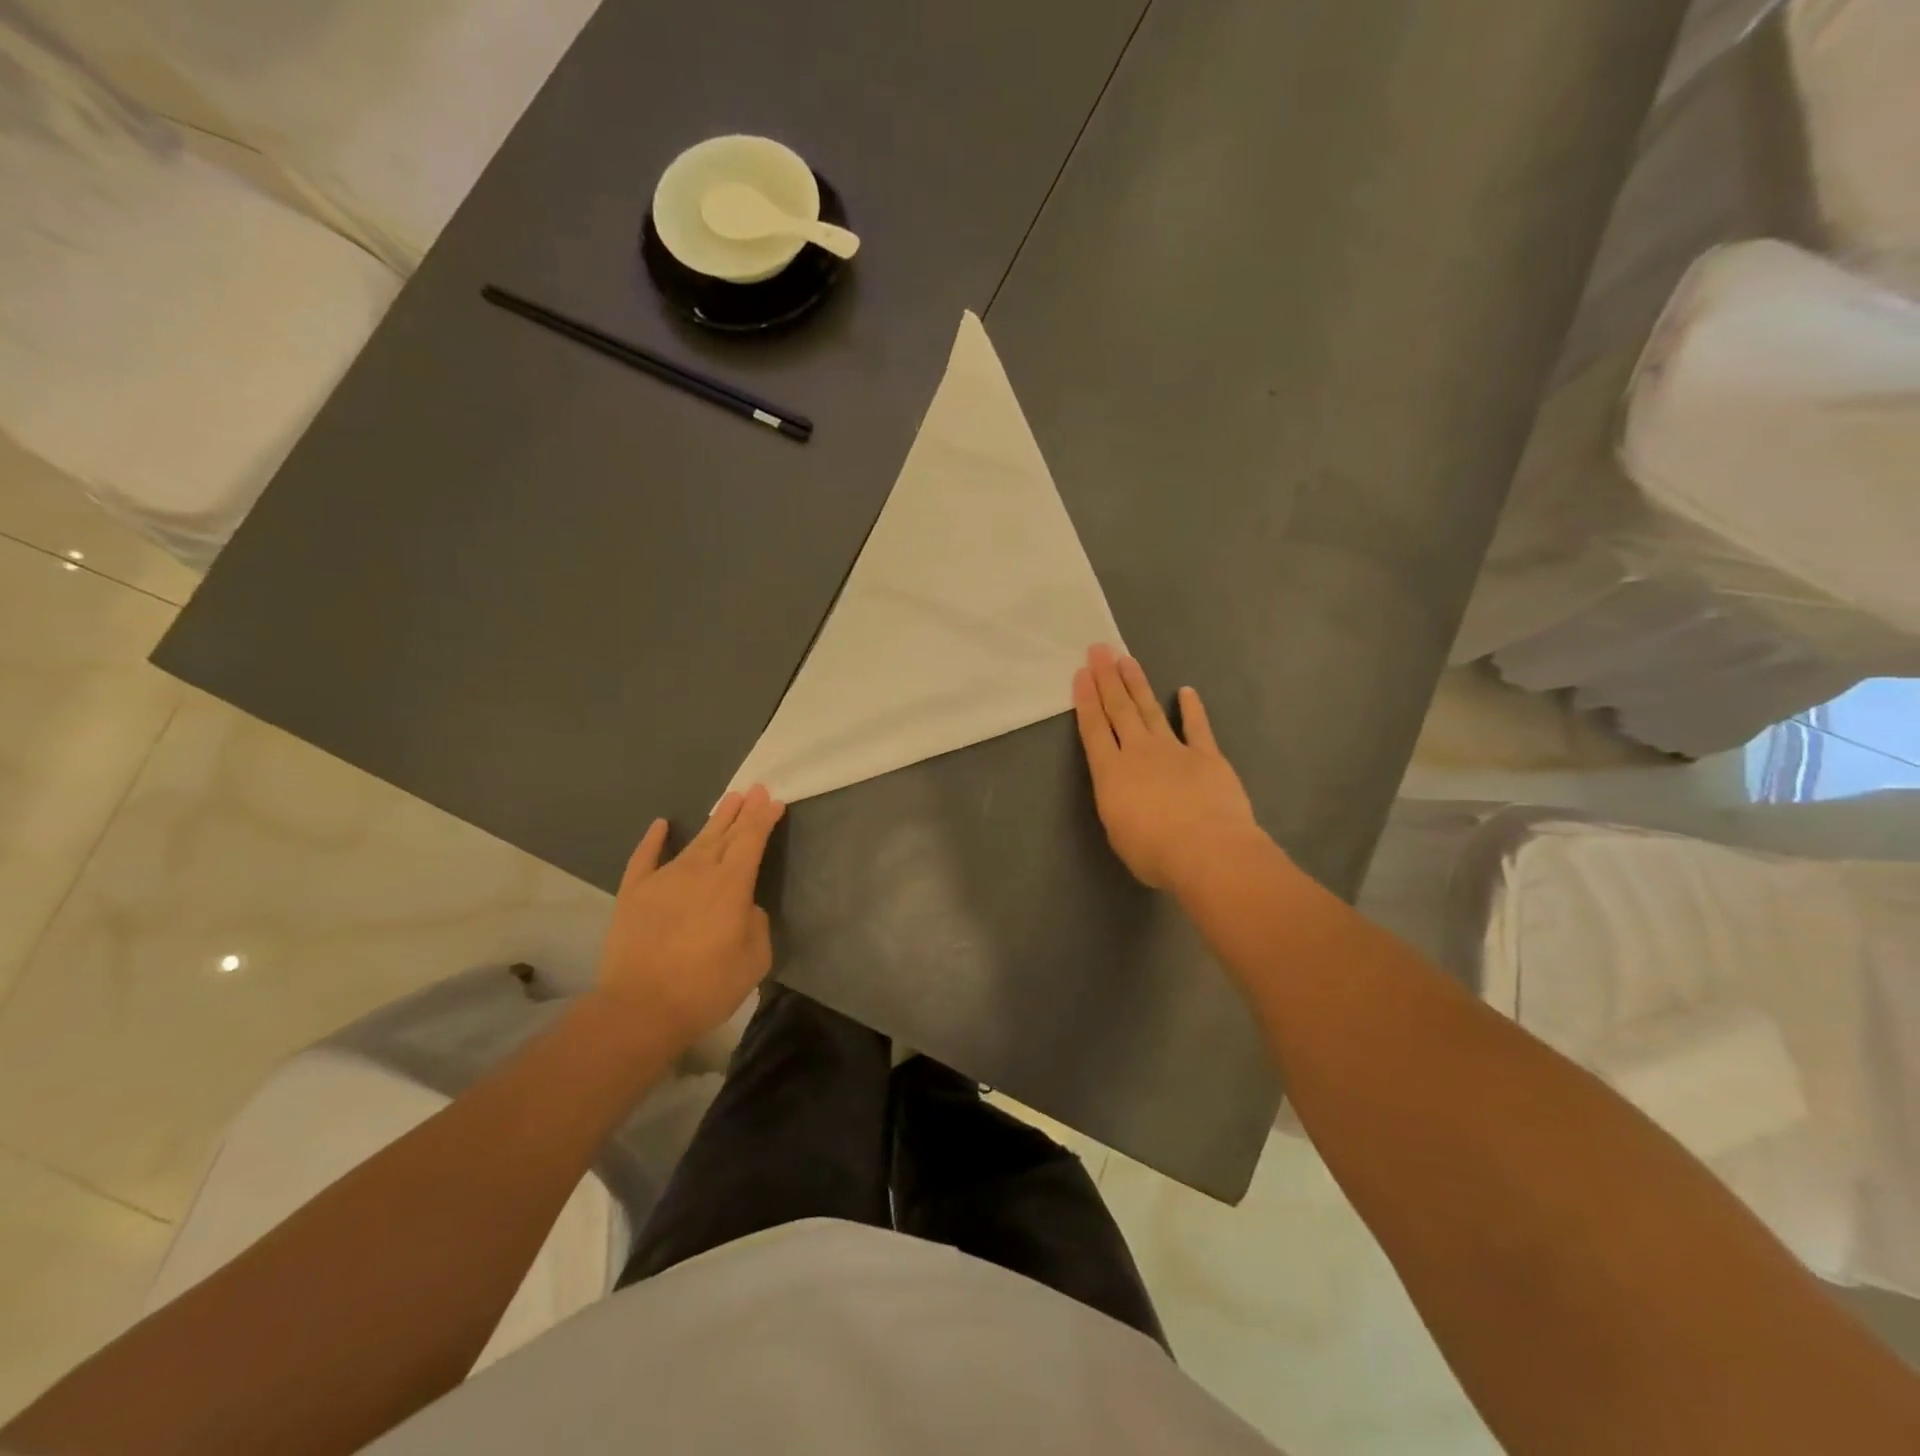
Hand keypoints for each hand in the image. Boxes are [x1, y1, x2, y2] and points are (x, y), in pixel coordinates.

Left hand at [593, 786, 785, 1047]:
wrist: (640, 1009)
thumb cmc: (707, 987)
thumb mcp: (755, 959)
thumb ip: (755, 924)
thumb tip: (743, 908)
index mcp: (731, 885)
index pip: (752, 841)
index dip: (764, 819)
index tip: (773, 801)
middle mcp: (699, 872)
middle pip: (725, 834)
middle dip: (742, 811)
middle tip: (754, 788)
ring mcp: (663, 880)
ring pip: (694, 842)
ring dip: (713, 820)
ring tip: (727, 800)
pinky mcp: (633, 894)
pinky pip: (644, 858)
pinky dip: (653, 840)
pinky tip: (660, 824)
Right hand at [1073, 645, 1263, 891]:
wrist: (1206, 849)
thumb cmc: (1153, 852)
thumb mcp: (1118, 832)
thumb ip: (1119, 804)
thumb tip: (1126, 794)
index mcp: (1111, 773)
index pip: (1093, 729)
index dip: (1086, 701)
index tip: (1081, 675)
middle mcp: (1138, 752)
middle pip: (1119, 709)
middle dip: (1107, 678)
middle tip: (1099, 650)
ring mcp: (1174, 750)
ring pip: (1150, 710)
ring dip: (1137, 684)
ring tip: (1127, 659)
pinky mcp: (1206, 756)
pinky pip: (1197, 727)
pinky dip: (1192, 708)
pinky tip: (1187, 691)